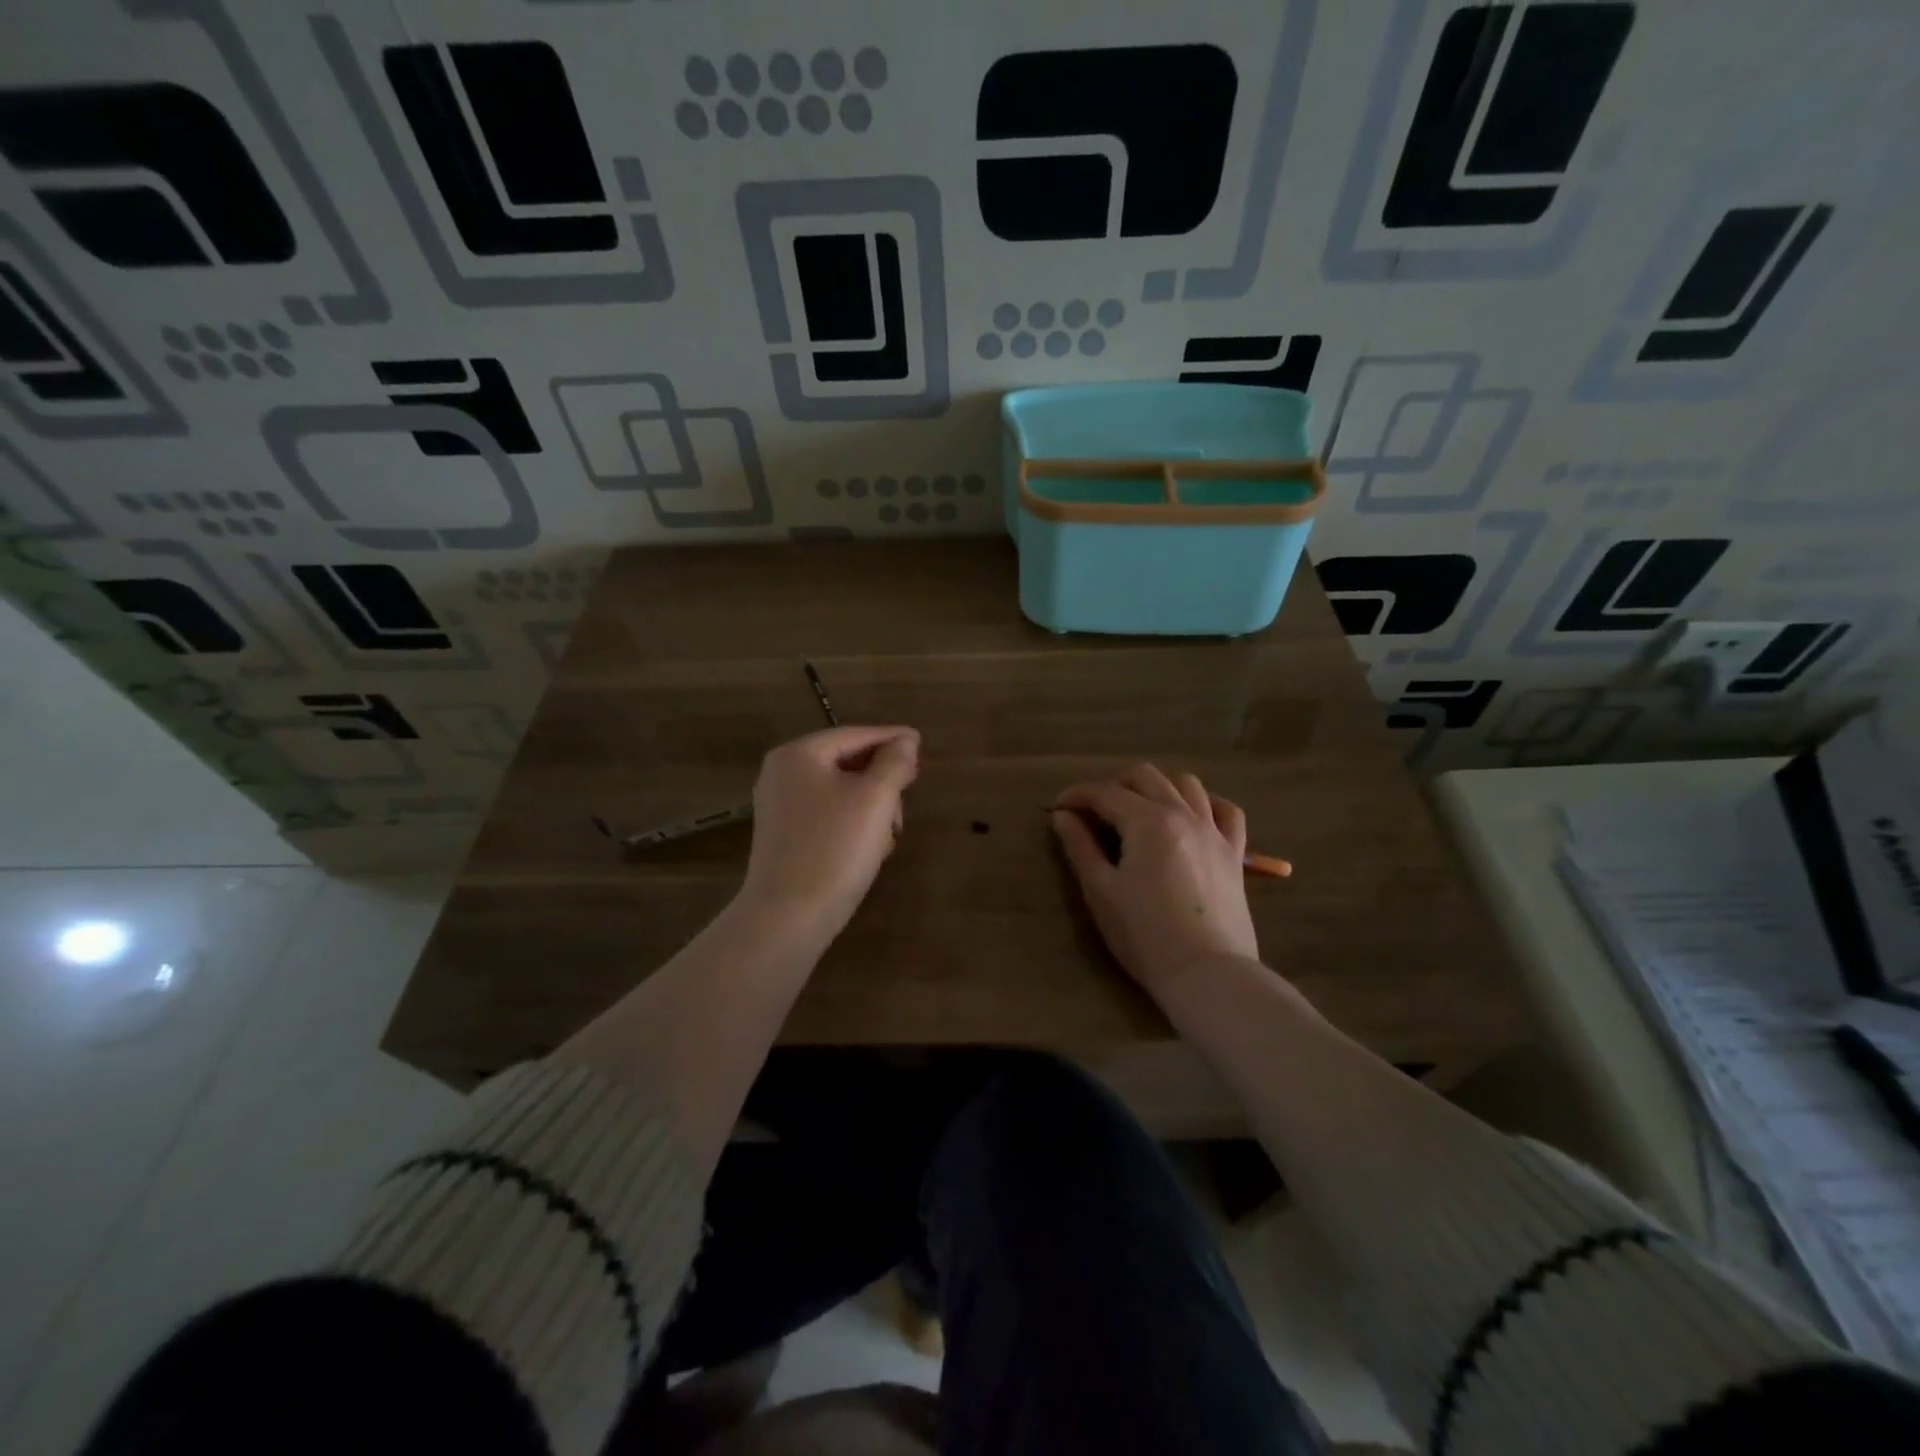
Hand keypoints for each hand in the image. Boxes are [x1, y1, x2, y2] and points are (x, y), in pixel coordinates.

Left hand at [739, 725, 920, 937]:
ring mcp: (780, 807)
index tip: (921, 744)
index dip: (891, 738)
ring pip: (840, 792)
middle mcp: (782, 774)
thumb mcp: (875, 799)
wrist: (789, 917)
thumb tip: (905, 740)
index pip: (854, 735)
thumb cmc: (836, 848)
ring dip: (871, 807)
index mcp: (799, 755)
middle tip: (908, 797)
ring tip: (889, 835)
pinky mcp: (784, 838)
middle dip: (882, 781)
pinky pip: (827, 816)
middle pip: (846, 762)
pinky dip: (853, 824)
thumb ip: (895, 762)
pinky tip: (871, 849)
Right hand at [1051, 764, 1258, 999]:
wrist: (1207, 974)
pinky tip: (1191, 817)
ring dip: (1157, 788)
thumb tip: (1063, 817)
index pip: (1104, 793)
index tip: (1057, 809)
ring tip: (1140, 812)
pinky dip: (1205, 804)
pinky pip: (1227, 811)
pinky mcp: (1234, 853)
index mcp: (1147, 822)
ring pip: (1186, 785)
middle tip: (1094, 812)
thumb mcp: (1101, 891)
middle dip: (1113, 785)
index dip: (1076, 796)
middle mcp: (1183, 814)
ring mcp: (1214, 831)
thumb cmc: (1145, 935)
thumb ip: (1080, 847)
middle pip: (1145, 776)